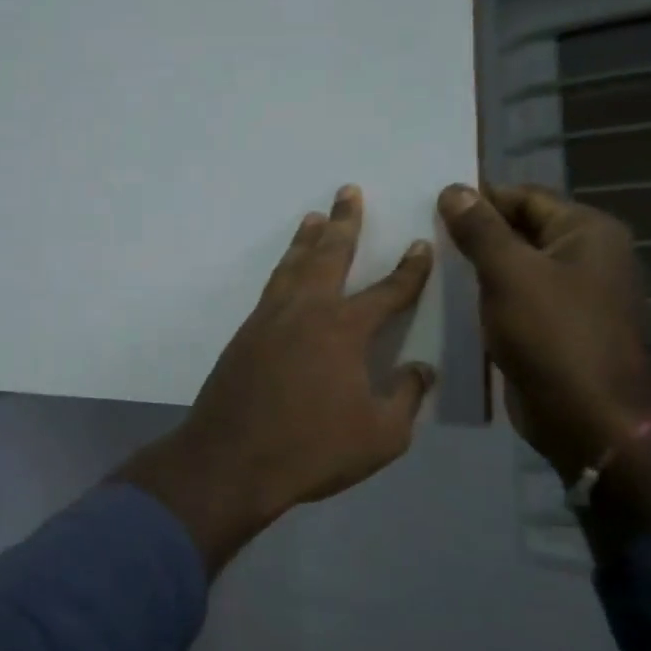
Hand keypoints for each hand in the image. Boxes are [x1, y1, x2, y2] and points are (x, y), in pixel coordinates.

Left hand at [121, 186, 435, 574]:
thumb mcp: (380, 435)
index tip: (420, 245)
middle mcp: (306, 311)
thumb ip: (405, 397)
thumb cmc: (312, 449)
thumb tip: (419, 370)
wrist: (231, 459)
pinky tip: (287, 274)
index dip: (409, 269)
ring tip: (314, 217)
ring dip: (306, 240)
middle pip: (329, 255)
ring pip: (292, 266)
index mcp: (345, 329)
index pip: (387, 291)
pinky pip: (271, 289)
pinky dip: (284, 271)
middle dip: (344, 223)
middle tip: (348, 192)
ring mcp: (269, 319)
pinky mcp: (244, 335)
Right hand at [436, 183, 650, 479]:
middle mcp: (588, 256)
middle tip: (422, 236)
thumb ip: (480, 229)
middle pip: (521, 229)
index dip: (479, 198)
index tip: (429, 207)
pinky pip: (516, 297)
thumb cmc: (552, 334)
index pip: (524, 197)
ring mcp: (574, 293)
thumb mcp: (509, 273)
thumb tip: (453, 189)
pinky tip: (450, 300)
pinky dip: (487, 295)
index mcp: (588, 232)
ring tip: (428, 265)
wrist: (585, 416)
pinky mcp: (556, 326)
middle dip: (474, 232)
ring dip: (477, 266)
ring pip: (515, 265)